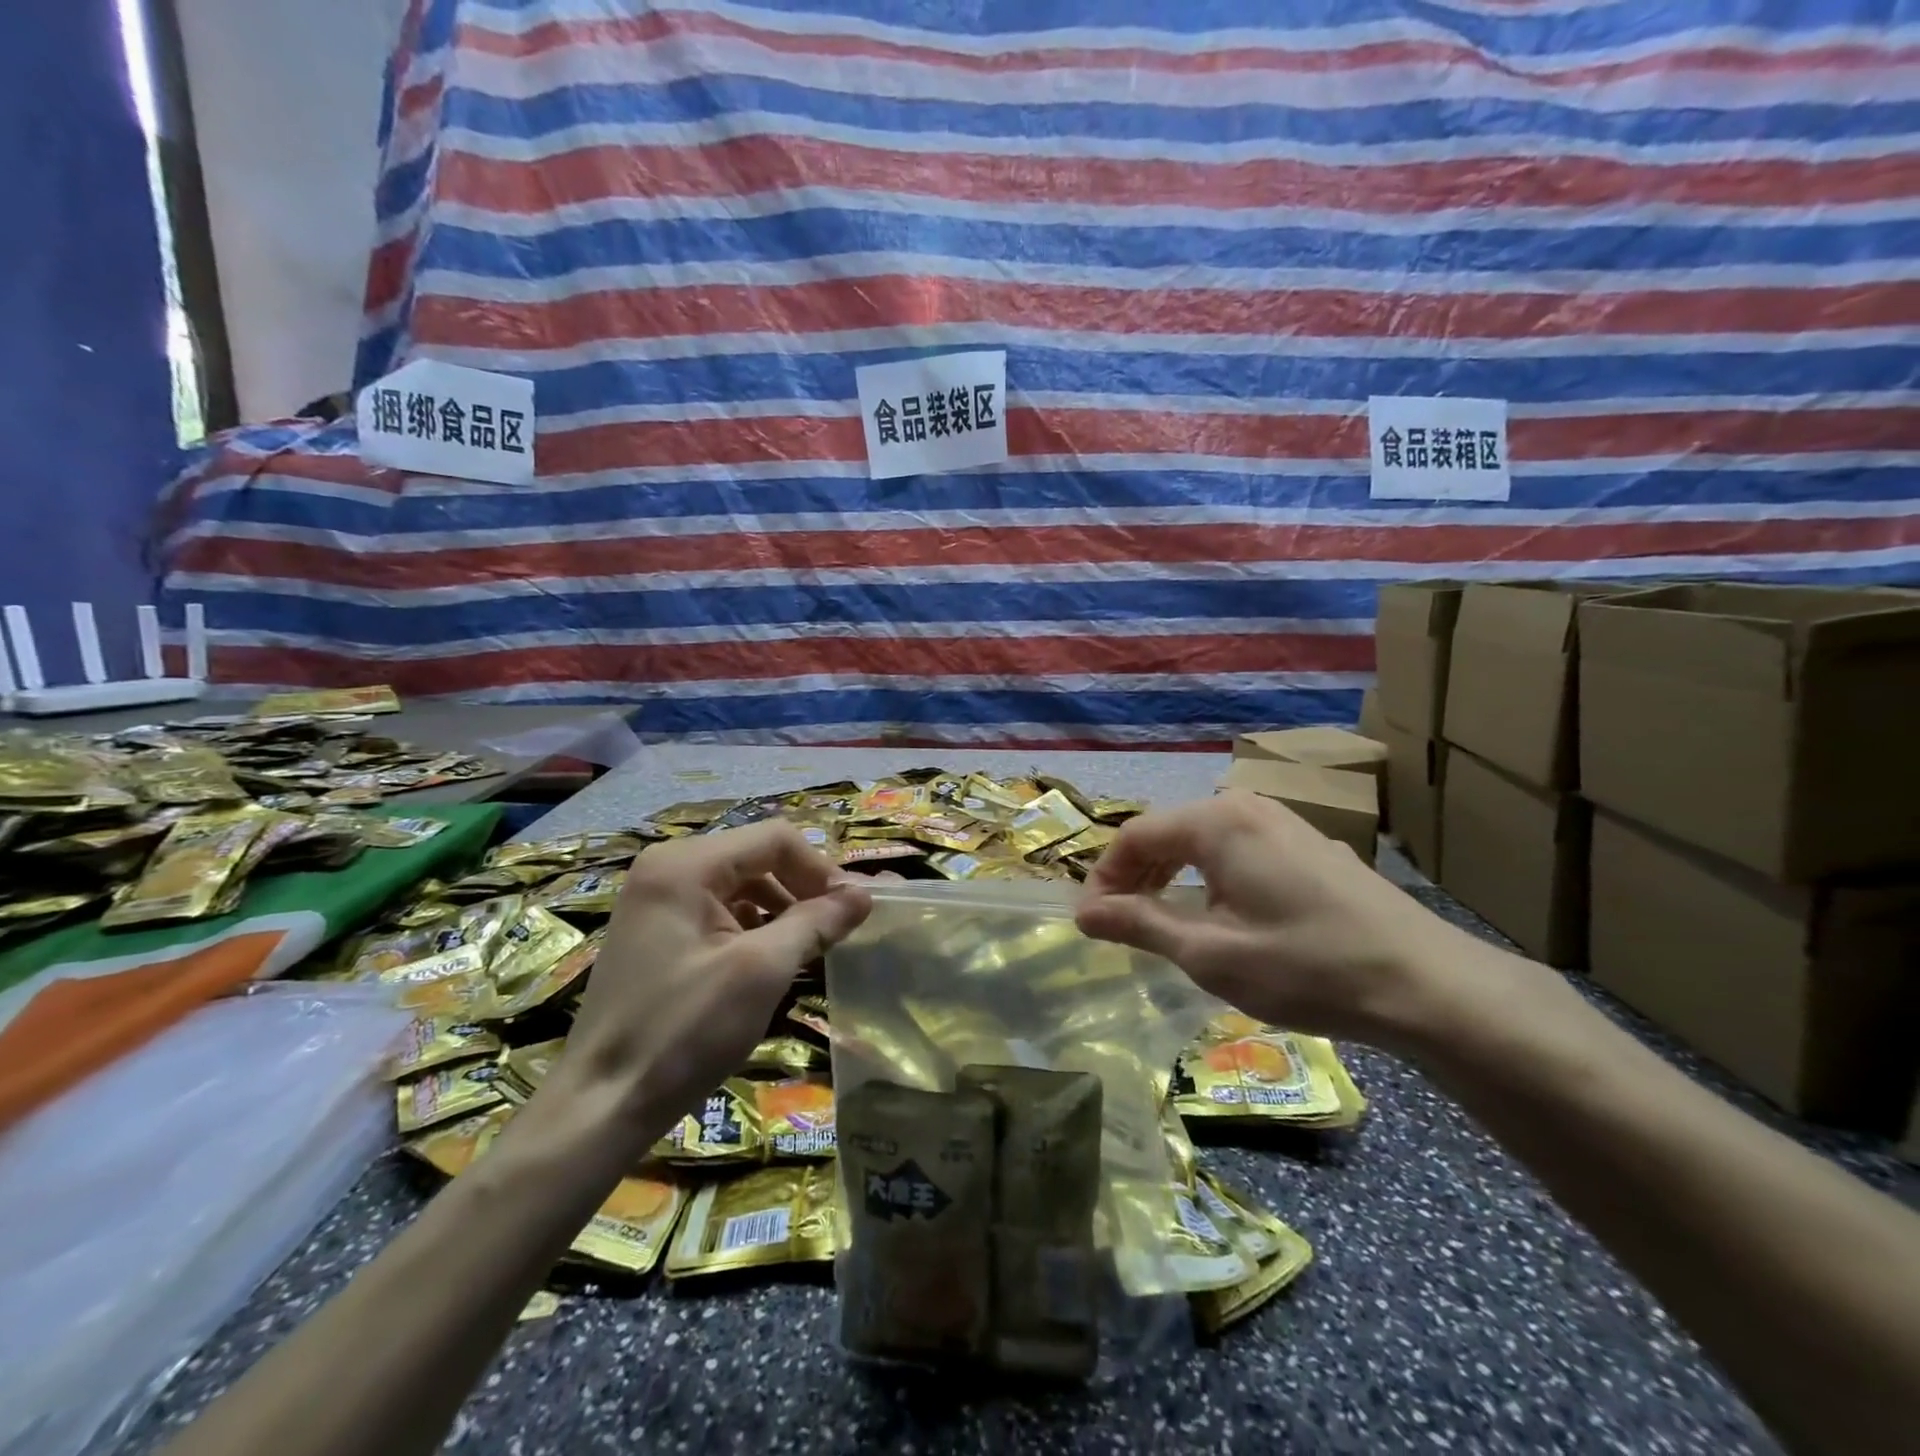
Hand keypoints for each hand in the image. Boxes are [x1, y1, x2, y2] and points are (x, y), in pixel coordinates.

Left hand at [555, 822, 871, 1154]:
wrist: (600, 1106)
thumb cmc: (684, 1030)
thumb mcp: (762, 971)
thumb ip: (816, 923)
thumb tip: (865, 894)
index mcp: (686, 864)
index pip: (775, 839)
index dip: (820, 869)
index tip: (850, 912)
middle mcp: (666, 868)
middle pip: (757, 858)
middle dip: (802, 889)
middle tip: (834, 932)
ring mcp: (656, 900)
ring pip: (740, 885)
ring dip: (780, 910)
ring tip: (807, 950)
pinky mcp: (655, 932)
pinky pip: (718, 911)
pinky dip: (752, 928)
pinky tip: (768, 963)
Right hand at [1075, 791, 1501, 1050]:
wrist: (1426, 984)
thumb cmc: (1305, 966)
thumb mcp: (1209, 953)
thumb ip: (1139, 924)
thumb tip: (1083, 912)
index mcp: (1217, 821)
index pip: (1134, 836)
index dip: (1104, 878)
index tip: (1092, 923)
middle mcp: (1247, 806)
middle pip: (1167, 833)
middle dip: (1136, 877)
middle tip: (1121, 926)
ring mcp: (1283, 822)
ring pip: (1203, 842)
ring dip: (1171, 879)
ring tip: (1163, 924)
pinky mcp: (1308, 845)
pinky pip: (1238, 851)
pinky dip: (1210, 879)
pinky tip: (1220, 917)